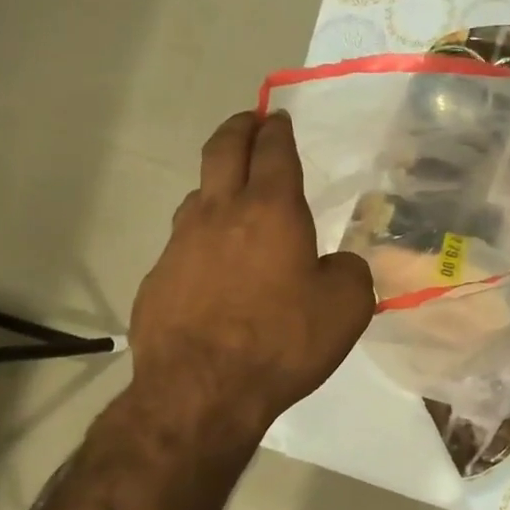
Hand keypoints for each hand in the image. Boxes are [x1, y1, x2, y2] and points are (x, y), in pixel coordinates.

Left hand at [126, 110, 373, 443]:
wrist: (202, 390)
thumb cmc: (282, 342)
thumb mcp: (347, 308)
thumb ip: (351, 271)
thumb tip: (337, 263)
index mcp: (271, 210)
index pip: (274, 150)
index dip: (278, 130)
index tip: (278, 119)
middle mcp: (220, 213)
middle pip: (223, 149)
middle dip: (239, 128)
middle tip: (249, 122)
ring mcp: (181, 243)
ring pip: (199, 194)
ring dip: (218, 182)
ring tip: (232, 195)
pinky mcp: (158, 277)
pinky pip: (184, 242)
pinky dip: (203, 237)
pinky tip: (213, 265)